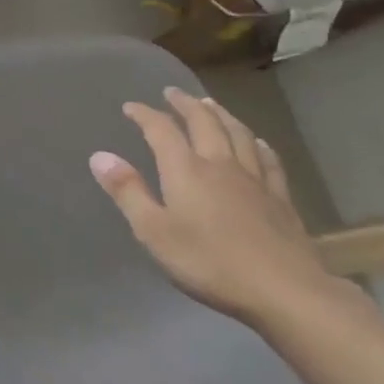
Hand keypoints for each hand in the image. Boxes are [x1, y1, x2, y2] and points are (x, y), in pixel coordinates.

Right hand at [89, 89, 353, 328]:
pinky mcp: (280, 198)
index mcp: (186, 170)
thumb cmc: (209, 263)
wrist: (284, 290)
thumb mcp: (154, 232)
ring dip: (221, 114)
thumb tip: (100, 156)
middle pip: (204, 123)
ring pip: (237, 134)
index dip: (145, 115)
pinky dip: (257, 144)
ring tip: (210, 104)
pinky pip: (268, 160)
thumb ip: (127, 192)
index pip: (162, 131)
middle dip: (185, 104)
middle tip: (173, 92)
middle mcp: (220, 164)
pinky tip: (256, 142)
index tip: (131, 107)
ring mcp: (254, 180)